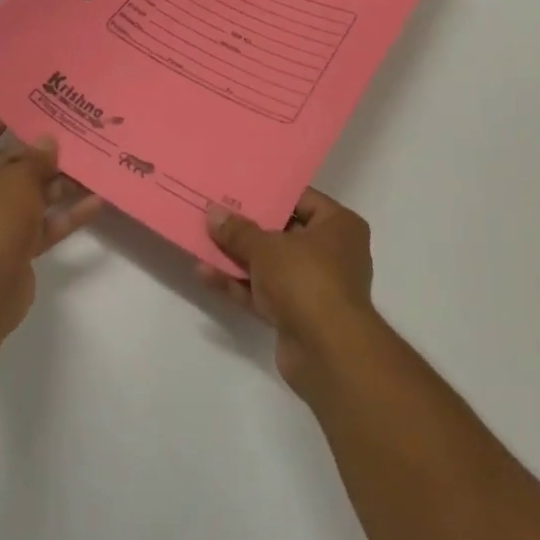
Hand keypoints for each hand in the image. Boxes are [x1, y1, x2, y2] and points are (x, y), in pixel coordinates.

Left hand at [0, 113, 102, 334]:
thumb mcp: (16, 178)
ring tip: (92, 164)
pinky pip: (39, 224)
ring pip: (27, 195)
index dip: (10, 116)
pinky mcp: (10, 247)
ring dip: (58, 184)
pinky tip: (96, 202)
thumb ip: (36, 157)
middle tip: (75, 133)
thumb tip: (47, 141)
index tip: (42, 104)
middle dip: (42, 153)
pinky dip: (63, 215)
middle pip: (8, 164)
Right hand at [202, 189, 376, 394]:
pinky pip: (264, 293)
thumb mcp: (267, 247)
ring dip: (237, 258)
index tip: (238, 188)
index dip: (270, 194)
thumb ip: (238, 231)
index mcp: (339, 226)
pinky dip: (239, 285)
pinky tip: (205, 275)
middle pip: (284, 233)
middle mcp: (332, 253)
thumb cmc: (306, 279)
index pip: (303, 199)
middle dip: (248, 227)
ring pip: (271, 266)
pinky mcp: (297, 315)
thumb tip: (214, 213)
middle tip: (214, 213)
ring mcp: (315, 287)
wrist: (327, 352)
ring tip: (201, 241)